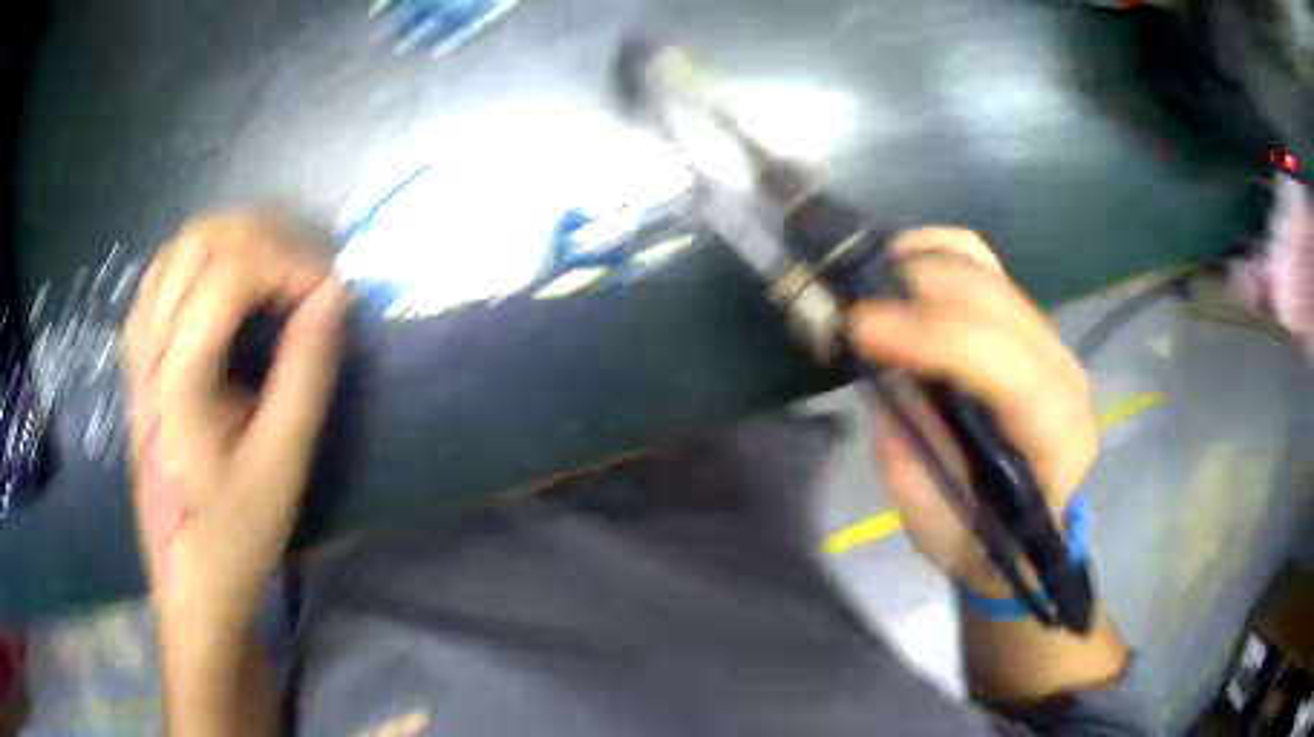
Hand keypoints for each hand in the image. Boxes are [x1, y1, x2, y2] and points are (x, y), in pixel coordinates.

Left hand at [122, 213, 347, 639]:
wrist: (188, 583)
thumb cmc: (235, 535)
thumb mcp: (281, 465)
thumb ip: (306, 374)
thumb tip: (335, 297)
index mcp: (178, 378)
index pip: (230, 273)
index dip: (288, 265)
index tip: (329, 295)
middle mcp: (149, 348)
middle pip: (200, 241)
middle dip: (263, 238)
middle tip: (304, 274)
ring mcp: (137, 350)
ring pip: (177, 248)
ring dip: (232, 240)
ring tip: (273, 270)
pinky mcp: (137, 360)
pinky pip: (162, 276)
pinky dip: (200, 259)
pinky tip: (224, 285)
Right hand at [848, 228, 1096, 590]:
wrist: (1025, 525)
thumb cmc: (983, 539)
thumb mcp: (936, 528)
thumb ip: (910, 460)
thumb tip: (881, 377)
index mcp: (1057, 441)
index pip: (1012, 373)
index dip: (938, 339)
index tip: (861, 328)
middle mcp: (1064, 376)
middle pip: (997, 304)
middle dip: (917, 291)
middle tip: (846, 305)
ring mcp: (1048, 339)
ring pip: (987, 273)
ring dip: (919, 266)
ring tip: (865, 287)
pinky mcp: (1025, 320)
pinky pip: (983, 262)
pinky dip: (935, 252)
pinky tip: (898, 264)